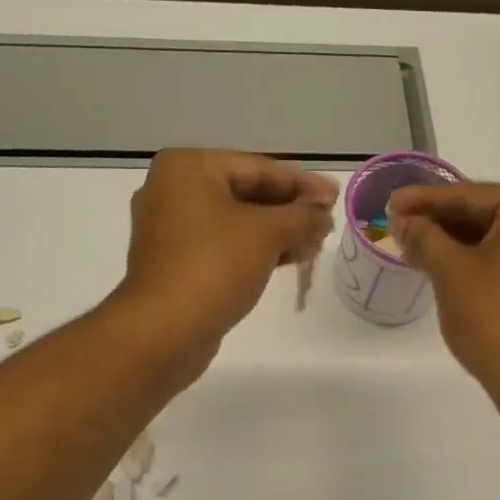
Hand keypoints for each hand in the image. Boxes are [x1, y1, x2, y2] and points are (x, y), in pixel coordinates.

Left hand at [112, 150, 336, 374]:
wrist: (163, 331)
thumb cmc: (214, 267)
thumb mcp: (267, 234)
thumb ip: (302, 216)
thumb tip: (323, 213)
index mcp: (188, 168)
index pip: (258, 168)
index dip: (302, 183)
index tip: (336, 196)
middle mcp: (173, 191)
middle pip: (246, 193)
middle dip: (290, 210)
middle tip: (328, 223)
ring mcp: (171, 229)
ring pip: (236, 222)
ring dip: (278, 232)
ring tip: (316, 244)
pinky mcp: (176, 263)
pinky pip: (224, 245)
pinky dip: (256, 250)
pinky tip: (289, 259)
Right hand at [389, 183, 499, 412]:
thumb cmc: (495, 319)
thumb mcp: (450, 272)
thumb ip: (424, 237)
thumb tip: (403, 221)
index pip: (471, 195)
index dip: (424, 200)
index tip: (390, 203)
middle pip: (487, 213)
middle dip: (440, 221)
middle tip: (398, 225)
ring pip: (497, 238)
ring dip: (456, 242)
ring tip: (414, 246)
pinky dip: (477, 260)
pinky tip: (445, 267)